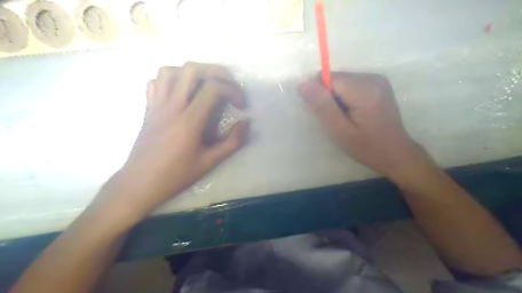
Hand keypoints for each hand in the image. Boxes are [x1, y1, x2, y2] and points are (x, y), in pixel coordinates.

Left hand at [99, 63, 249, 218]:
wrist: (139, 183)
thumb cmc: (175, 175)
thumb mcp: (209, 163)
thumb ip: (232, 143)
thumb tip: (245, 123)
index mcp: (189, 120)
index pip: (213, 88)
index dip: (233, 90)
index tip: (240, 105)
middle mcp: (172, 106)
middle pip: (192, 69)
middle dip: (216, 71)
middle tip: (228, 85)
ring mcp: (156, 105)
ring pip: (170, 70)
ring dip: (192, 73)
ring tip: (205, 86)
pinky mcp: (148, 108)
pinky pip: (155, 83)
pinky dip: (170, 80)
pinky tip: (181, 93)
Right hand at [300, 73, 425, 178]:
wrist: (396, 153)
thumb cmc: (367, 147)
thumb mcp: (340, 131)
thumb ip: (322, 106)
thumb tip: (303, 84)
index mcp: (364, 89)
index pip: (328, 78)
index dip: (322, 96)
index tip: (329, 115)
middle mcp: (372, 77)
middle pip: (336, 78)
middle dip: (330, 97)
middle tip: (339, 119)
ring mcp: (377, 79)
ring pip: (342, 81)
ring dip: (338, 98)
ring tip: (348, 117)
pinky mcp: (378, 84)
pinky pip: (351, 84)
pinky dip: (347, 97)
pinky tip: (355, 112)